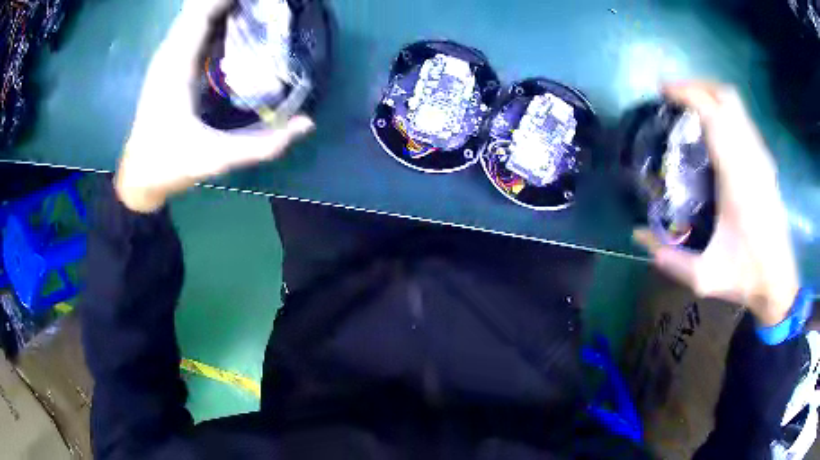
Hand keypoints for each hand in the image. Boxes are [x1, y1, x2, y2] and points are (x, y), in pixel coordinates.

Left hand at [115, 0, 314, 212]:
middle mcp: (169, 54)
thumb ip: (263, 144)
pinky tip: (234, 23)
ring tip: (254, 8)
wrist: (139, 176)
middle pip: (198, 9)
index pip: (202, 14)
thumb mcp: (219, 158)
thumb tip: (308, 123)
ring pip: (193, 17)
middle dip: (227, 2)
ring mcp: (166, 58)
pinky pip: (191, 30)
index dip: (227, 0)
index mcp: (177, 67)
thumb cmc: (171, 164)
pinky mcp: (168, 65)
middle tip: (266, 5)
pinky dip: (212, 20)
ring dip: (220, 9)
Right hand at [634, 81, 798, 325]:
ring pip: (737, 106)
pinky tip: (714, 131)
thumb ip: (670, 259)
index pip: (713, 113)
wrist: (779, 282)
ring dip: (712, 97)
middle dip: (699, 86)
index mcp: (738, 175)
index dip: (686, 93)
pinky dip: (725, 113)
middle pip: (727, 97)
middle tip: (675, 95)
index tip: (663, 92)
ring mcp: (761, 158)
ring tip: (691, 108)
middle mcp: (751, 156)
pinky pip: (743, 122)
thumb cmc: (747, 275)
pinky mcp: (766, 164)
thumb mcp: (705, 276)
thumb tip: (637, 235)